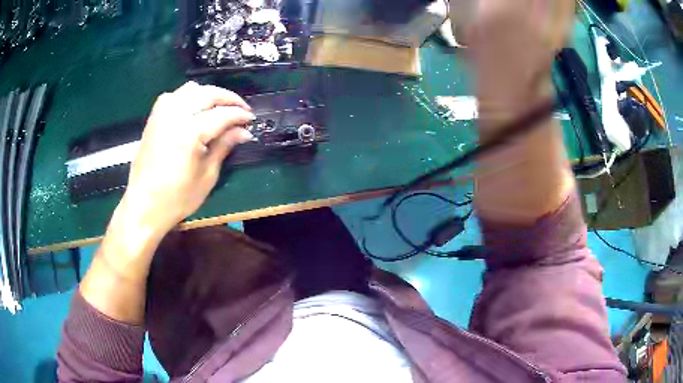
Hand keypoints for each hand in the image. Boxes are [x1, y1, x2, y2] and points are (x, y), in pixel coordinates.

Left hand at [119, 81, 254, 236]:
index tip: (251, 119)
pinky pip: (173, 96)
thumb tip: (244, 131)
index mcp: (190, 133)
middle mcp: (175, 116)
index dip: (240, 114)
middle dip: (228, 98)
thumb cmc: (177, 199)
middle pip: (207, 94)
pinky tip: (193, 108)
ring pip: (190, 89)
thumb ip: (224, 147)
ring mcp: (161, 115)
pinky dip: (188, 96)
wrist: (143, 207)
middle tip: (241, 109)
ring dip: (208, 94)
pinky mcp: (153, 119)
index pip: (222, 114)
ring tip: (218, 108)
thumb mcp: (206, 176)